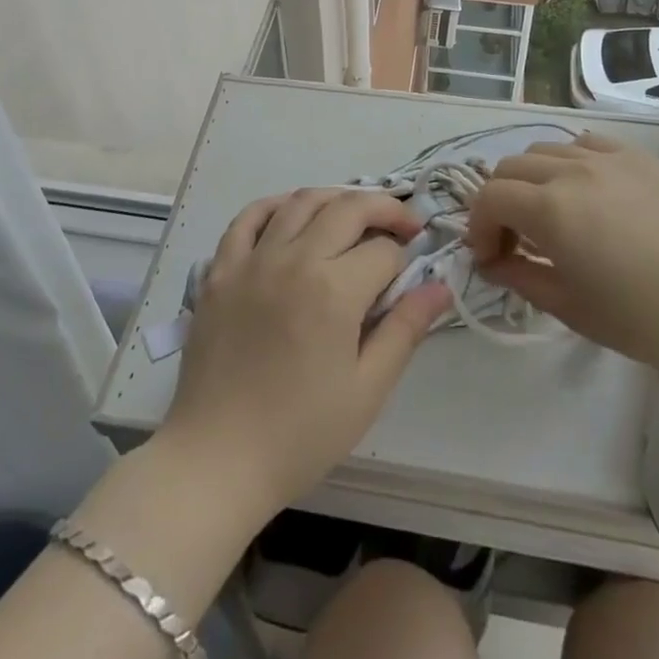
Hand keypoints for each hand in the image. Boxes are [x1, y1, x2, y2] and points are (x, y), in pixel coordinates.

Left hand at [157, 189, 453, 519]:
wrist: (217, 460)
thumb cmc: (300, 434)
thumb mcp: (367, 389)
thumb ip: (405, 329)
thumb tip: (440, 287)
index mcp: (333, 290)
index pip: (383, 252)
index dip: (404, 260)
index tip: (412, 274)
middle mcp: (293, 259)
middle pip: (347, 209)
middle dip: (383, 209)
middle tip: (402, 225)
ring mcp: (252, 259)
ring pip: (301, 202)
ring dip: (336, 198)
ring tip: (355, 214)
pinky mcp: (220, 269)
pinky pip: (249, 217)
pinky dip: (276, 204)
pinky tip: (293, 213)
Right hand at [465, 133, 658, 380]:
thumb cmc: (648, 319)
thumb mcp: (572, 308)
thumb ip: (521, 277)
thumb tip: (492, 263)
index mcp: (550, 209)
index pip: (489, 198)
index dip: (478, 227)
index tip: (490, 260)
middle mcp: (571, 170)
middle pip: (510, 168)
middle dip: (499, 202)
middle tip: (513, 241)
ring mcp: (608, 157)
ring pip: (545, 150)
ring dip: (531, 180)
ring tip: (550, 215)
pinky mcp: (638, 157)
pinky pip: (585, 144)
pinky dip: (569, 162)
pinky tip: (586, 191)